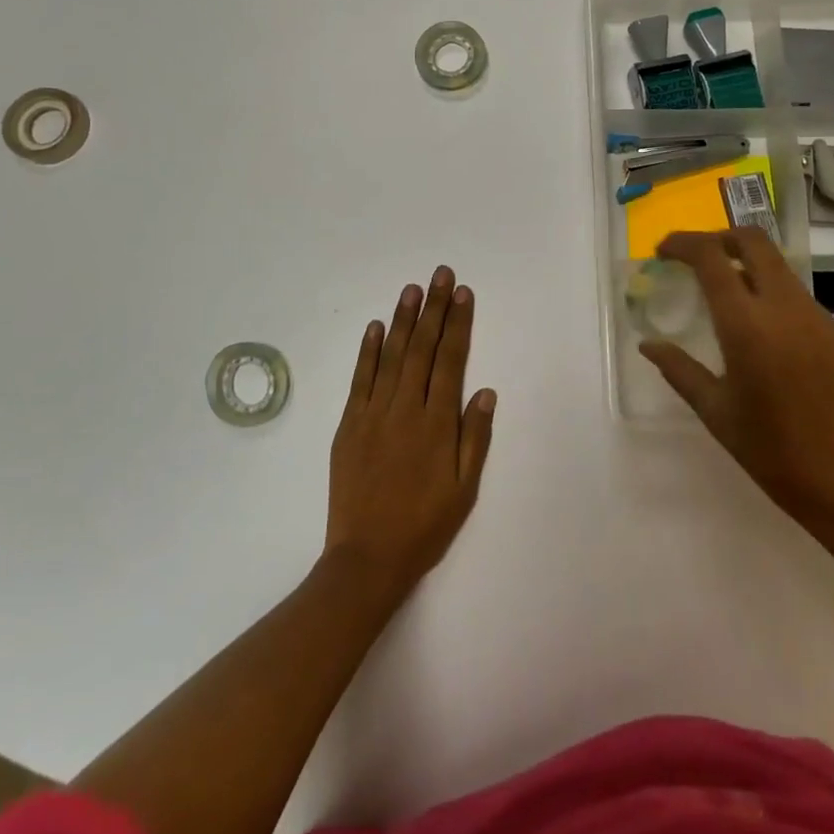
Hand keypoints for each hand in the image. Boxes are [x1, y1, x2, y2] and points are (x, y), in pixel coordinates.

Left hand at [325, 266, 494, 601]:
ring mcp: (373, 414)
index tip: (463, 294)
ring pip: (392, 356)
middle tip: (440, 275)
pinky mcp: (348, 425)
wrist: (368, 558)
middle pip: (423, 349)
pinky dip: (368, 351)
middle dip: (434, 309)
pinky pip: (360, 380)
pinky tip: (376, 327)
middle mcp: (405, 409)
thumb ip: (474, 436)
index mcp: (437, 423)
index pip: (450, 360)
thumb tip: (485, 390)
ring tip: (413, 289)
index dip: (458, 324)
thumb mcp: (465, 488)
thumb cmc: (425, 525)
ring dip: (404, 320)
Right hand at [638, 229, 833, 547]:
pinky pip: (793, 290)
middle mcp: (783, 306)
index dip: (682, 244)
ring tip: (719, 290)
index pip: (711, 257)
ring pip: (776, 263)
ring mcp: (814, 314)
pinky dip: (767, 287)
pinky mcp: (833, 329)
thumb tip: (648, 345)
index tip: (662, 252)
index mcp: (746, 325)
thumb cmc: (774, 452)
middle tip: (692, 257)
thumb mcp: (716, 412)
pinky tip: (755, 323)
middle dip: (717, 237)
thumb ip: (679, 370)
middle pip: (752, 240)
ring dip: (744, 261)